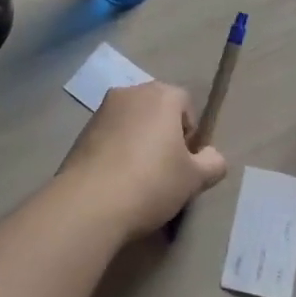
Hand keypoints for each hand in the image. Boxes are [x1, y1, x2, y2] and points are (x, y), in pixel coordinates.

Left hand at [57, 81, 227, 240]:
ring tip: (139, 179)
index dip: (190, 134)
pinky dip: (117, 151)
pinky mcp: (82, 131)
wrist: (89, 203)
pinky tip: (116, 181)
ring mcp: (102, 110)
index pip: (186, 104)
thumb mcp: (194, 179)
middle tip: (165, 171)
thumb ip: (213, 162)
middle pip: (157, 109)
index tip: (185, 163)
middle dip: (164, 134)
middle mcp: (131, 93)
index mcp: (161, 95)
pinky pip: (110, 136)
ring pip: (132, 122)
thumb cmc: (151, 182)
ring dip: (139, 142)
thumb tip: (211, 156)